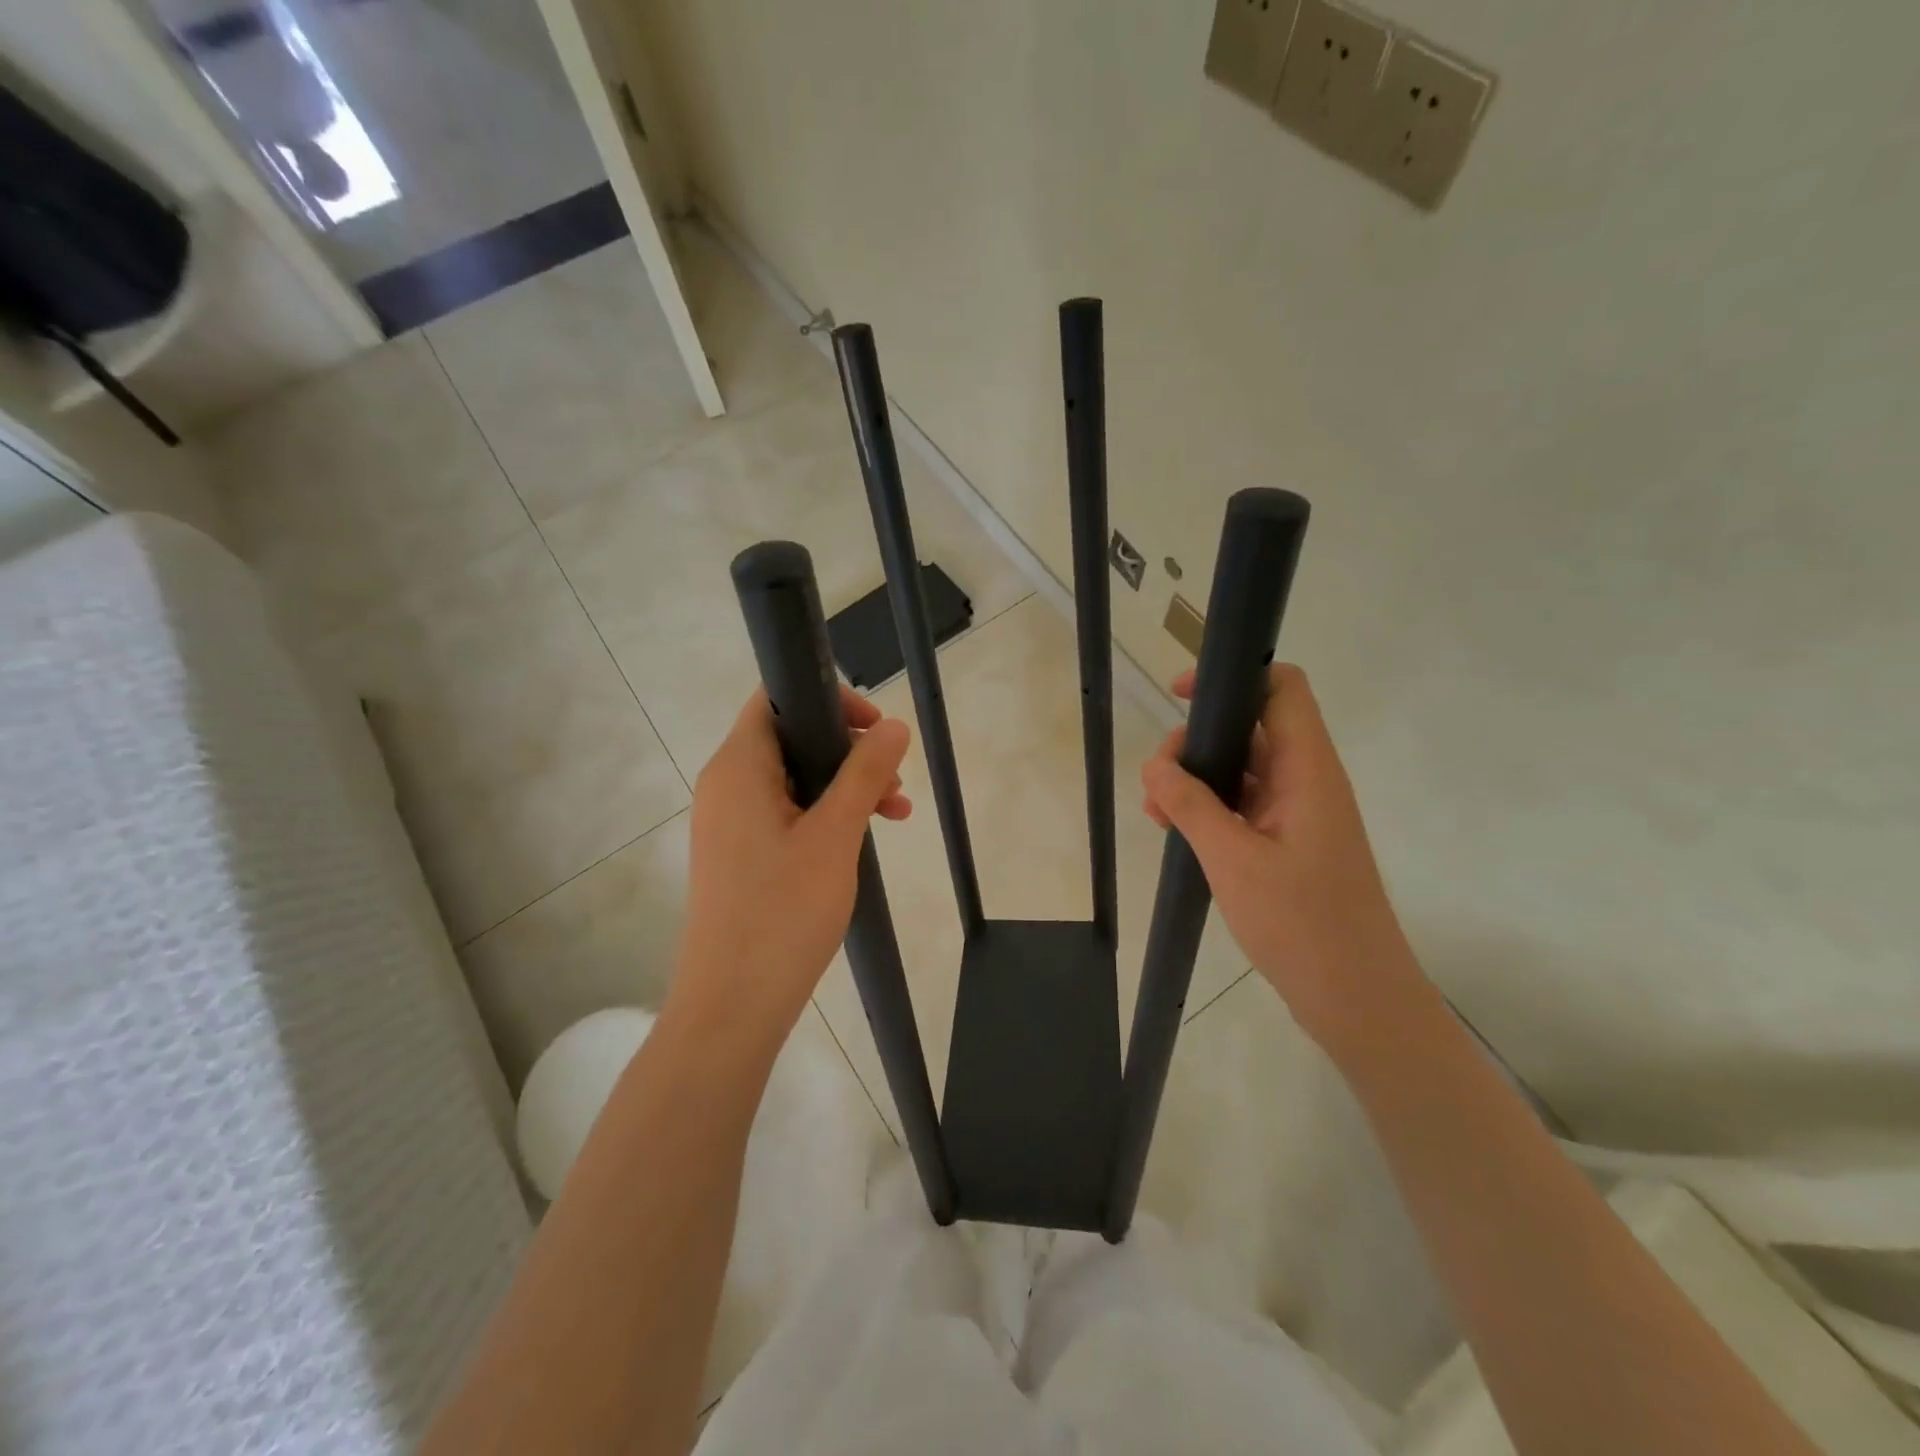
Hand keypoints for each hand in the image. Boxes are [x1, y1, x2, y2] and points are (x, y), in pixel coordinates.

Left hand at [670, 686, 911, 1057]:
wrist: (733, 1005)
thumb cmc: (783, 911)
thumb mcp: (835, 834)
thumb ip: (864, 773)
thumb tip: (893, 726)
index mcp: (738, 767)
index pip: (776, 699)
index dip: (829, 701)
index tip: (876, 728)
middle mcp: (727, 785)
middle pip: (792, 739)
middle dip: (849, 751)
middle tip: (894, 780)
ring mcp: (731, 823)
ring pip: (796, 780)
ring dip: (846, 787)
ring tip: (896, 813)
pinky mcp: (741, 854)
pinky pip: (788, 814)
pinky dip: (826, 816)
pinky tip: (864, 839)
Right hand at [1141, 664, 1431, 1060]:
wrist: (1357, 998)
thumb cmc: (1303, 923)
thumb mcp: (1233, 859)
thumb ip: (1190, 805)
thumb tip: (1155, 764)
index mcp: (1308, 771)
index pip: (1282, 689)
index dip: (1233, 678)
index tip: (1181, 696)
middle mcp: (1307, 782)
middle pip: (1251, 728)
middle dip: (1197, 743)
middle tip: (1157, 780)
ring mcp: (1298, 814)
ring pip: (1241, 770)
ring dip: (1196, 781)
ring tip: (1155, 812)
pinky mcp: (1288, 843)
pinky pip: (1243, 806)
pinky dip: (1208, 810)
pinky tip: (1174, 832)